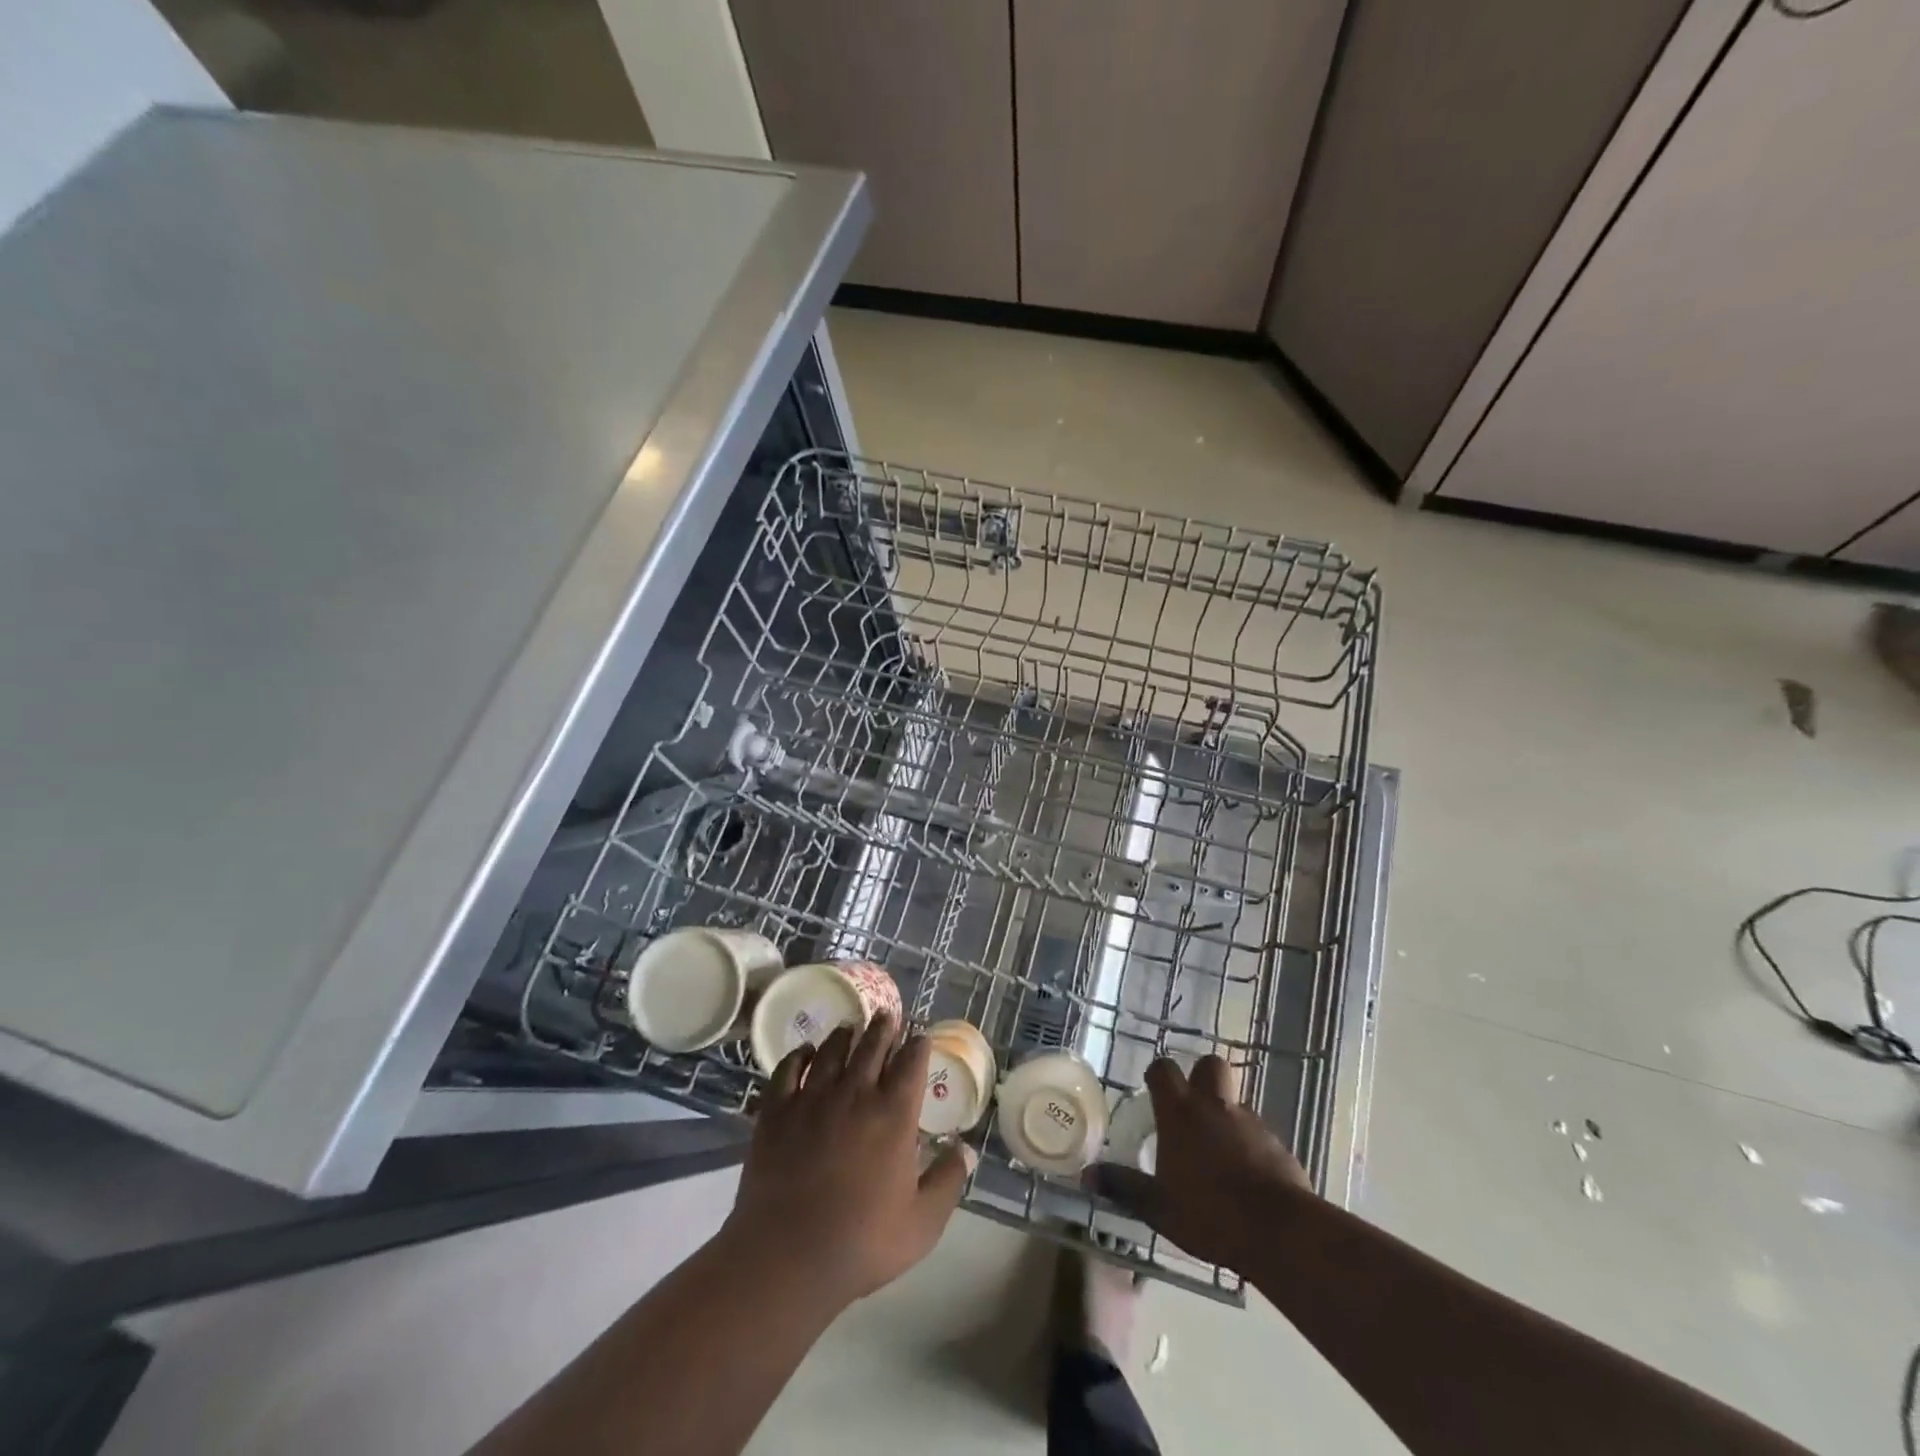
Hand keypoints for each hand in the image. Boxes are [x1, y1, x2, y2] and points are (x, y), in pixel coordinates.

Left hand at [723, 1014, 971, 1312]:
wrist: (788, 1257)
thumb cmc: (862, 1242)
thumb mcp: (923, 1222)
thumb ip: (948, 1180)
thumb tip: (966, 1148)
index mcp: (894, 1113)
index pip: (911, 1062)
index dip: (918, 1045)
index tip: (920, 1037)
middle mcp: (856, 1093)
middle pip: (872, 1045)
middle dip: (883, 1027)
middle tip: (886, 1015)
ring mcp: (812, 1098)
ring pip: (832, 1050)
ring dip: (845, 1034)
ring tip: (850, 1026)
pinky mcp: (777, 1110)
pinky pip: (788, 1068)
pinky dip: (798, 1054)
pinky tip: (804, 1051)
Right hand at [1088, 1055, 1311, 1273]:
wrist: (1279, 1231)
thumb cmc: (1210, 1213)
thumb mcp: (1158, 1207)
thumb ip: (1124, 1187)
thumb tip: (1087, 1175)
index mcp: (1180, 1113)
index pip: (1163, 1069)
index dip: (1157, 1075)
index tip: (1153, 1090)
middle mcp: (1214, 1106)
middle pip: (1208, 1065)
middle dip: (1200, 1077)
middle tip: (1191, 1107)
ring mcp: (1250, 1122)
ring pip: (1234, 1101)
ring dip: (1225, 1115)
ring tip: (1217, 1151)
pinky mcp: (1277, 1144)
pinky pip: (1257, 1133)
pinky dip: (1249, 1145)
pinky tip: (1245, 1177)